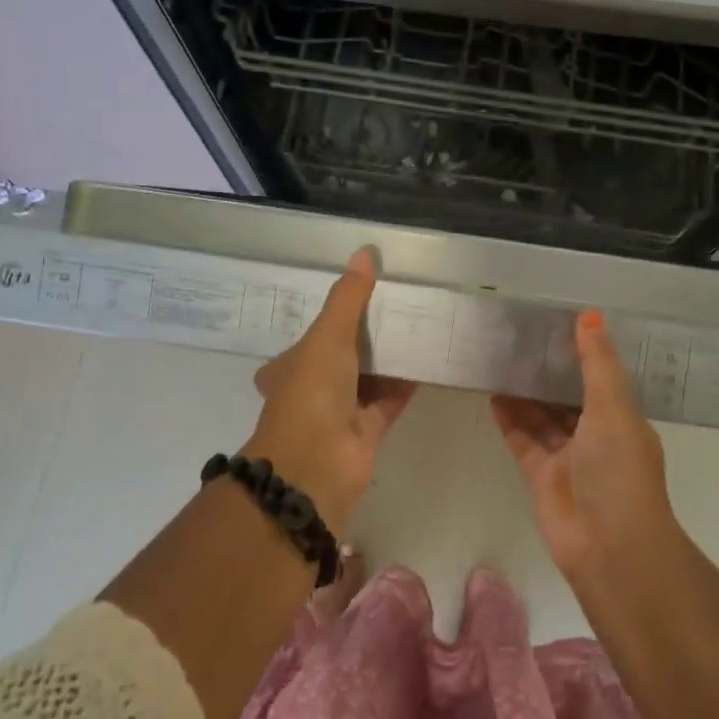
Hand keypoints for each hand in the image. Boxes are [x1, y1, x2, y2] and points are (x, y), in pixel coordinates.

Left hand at [245, 249, 415, 529]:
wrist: (317, 465)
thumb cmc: (312, 393)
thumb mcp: (327, 336)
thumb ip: (348, 297)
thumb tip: (364, 252)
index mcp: (290, 366)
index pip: (310, 335)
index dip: (331, 316)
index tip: (359, 294)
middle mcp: (313, 387)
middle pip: (343, 354)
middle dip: (367, 335)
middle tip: (398, 304)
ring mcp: (341, 411)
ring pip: (369, 376)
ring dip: (389, 356)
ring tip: (418, 323)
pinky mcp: (368, 429)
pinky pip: (390, 399)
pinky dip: (407, 382)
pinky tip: (428, 359)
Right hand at [492, 310, 678, 581]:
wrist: (609, 546)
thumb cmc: (619, 471)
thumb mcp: (613, 407)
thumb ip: (597, 362)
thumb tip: (589, 314)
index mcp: (622, 420)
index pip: (601, 379)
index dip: (581, 355)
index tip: (557, 325)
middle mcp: (596, 437)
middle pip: (568, 397)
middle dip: (548, 373)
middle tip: (520, 339)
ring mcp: (567, 458)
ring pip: (543, 418)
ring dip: (525, 394)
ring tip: (501, 361)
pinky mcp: (541, 476)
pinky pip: (523, 440)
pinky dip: (510, 420)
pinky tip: (493, 395)